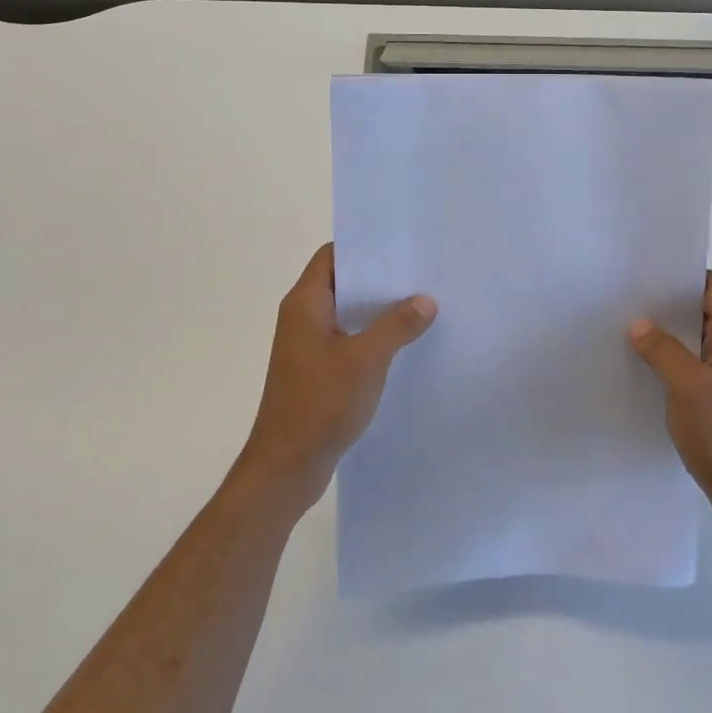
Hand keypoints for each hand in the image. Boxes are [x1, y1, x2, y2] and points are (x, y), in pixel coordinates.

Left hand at [236, 244, 436, 510]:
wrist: (286, 467)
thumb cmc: (321, 404)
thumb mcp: (366, 360)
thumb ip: (397, 325)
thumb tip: (425, 300)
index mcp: (305, 303)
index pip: (332, 256)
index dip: (364, 247)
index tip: (402, 246)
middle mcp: (303, 317)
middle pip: (343, 282)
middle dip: (380, 278)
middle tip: (422, 273)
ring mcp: (309, 345)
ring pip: (348, 313)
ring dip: (379, 310)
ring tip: (422, 304)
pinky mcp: (317, 370)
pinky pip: (348, 339)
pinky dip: (372, 336)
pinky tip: (405, 343)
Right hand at [629, 272, 711, 546]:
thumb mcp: (688, 388)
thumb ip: (663, 350)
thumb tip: (639, 323)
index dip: (681, 277)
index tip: (643, 278)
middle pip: (703, 308)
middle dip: (667, 304)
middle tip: (626, 301)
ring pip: (696, 337)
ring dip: (666, 333)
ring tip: (627, 329)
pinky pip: (694, 362)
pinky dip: (671, 357)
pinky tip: (643, 365)